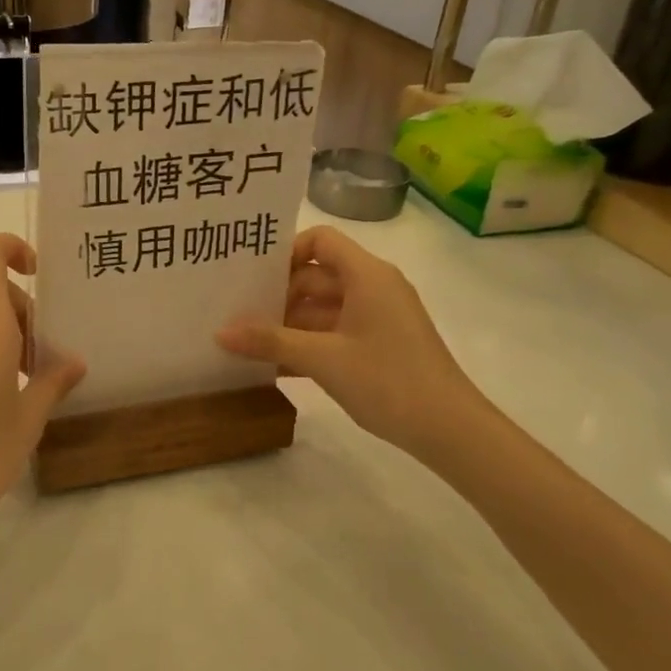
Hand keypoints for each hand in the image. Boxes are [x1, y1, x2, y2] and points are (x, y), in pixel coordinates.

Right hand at [217, 226, 495, 463]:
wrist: (451, 430)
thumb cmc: (389, 380)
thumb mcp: (323, 359)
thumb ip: (270, 341)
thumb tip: (220, 331)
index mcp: (366, 275)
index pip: (320, 240)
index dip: (285, 252)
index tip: (254, 278)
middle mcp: (373, 287)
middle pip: (315, 275)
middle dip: (277, 294)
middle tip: (236, 312)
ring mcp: (377, 318)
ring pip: (322, 308)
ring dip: (288, 324)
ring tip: (246, 342)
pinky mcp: (378, 345)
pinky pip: (333, 332)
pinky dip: (307, 344)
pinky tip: (274, 366)